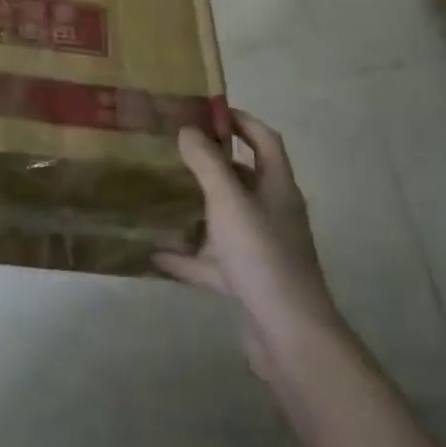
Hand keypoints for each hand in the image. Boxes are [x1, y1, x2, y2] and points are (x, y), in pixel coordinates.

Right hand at [156, 111, 341, 380]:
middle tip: (174, 150)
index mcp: (277, 187)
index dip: (240, 121)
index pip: (264, 140)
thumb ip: (207, 162)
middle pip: (243, 178)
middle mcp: (273, 213)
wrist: (289, 334)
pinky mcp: (248, 282)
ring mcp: (261, 249)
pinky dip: (186, 258)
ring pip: (226, 220)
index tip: (207, 111)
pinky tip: (156, 254)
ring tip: (163, 194)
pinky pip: (212, 262)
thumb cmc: (262, 254)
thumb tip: (188, 129)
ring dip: (198, 208)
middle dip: (212, 163)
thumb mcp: (229, 200)